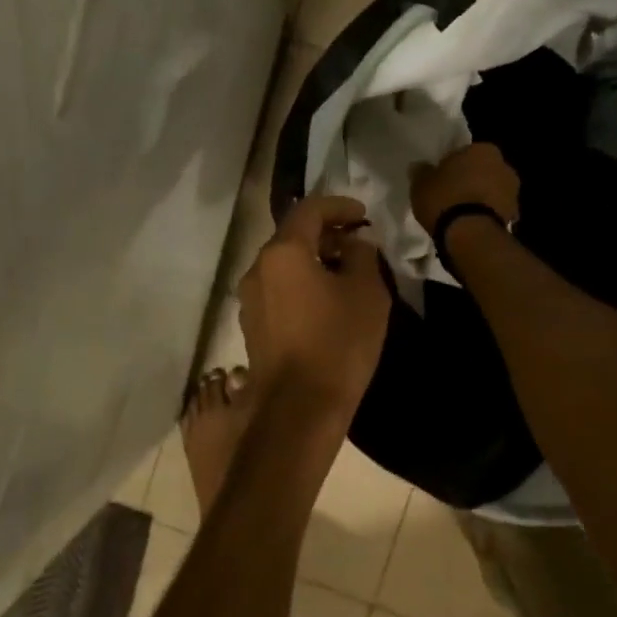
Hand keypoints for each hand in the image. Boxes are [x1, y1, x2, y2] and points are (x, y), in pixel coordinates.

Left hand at [236, 195, 390, 425]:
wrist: (299, 410)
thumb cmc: (338, 343)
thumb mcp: (367, 292)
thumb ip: (362, 256)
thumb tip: (353, 245)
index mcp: (283, 252)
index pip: (309, 209)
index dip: (339, 206)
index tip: (363, 216)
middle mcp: (257, 268)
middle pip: (292, 236)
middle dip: (326, 234)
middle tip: (358, 244)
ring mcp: (249, 299)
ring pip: (284, 265)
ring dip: (313, 260)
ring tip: (345, 274)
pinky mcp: (252, 326)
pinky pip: (278, 290)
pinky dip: (301, 284)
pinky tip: (325, 303)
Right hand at [409, 142, 520, 232]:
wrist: (471, 234)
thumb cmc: (445, 199)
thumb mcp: (421, 183)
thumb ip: (422, 172)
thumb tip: (420, 167)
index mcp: (482, 149)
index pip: (465, 152)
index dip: (453, 165)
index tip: (442, 178)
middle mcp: (503, 165)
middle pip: (482, 170)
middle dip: (471, 180)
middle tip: (451, 194)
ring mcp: (513, 191)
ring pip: (492, 190)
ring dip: (481, 197)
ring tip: (461, 213)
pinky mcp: (514, 215)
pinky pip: (495, 210)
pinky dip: (486, 214)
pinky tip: (471, 224)